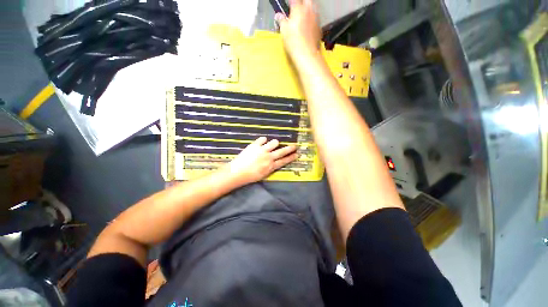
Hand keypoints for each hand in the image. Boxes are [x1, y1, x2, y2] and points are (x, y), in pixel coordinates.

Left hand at [226, 137, 297, 184]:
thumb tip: (274, 162)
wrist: (237, 172)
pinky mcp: (255, 145)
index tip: (297, 154)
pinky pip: (263, 139)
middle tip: (294, 145)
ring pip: (274, 142)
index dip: (291, 157)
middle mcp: (269, 157)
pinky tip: (263, 141)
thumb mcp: (263, 175)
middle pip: (282, 151)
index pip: (284, 161)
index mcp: (271, 166)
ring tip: (273, 144)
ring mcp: (262, 150)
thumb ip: (270, 168)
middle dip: (290, 148)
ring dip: (275, 143)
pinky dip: (264, 140)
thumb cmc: (249, 176)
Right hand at [275, 0, 321, 64]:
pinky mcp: (319, 29)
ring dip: (309, 11)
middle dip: (302, 2)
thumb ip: (281, 21)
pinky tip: (308, 28)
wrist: (306, 54)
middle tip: (298, 8)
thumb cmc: (293, 41)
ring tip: (304, 17)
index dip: (291, 2)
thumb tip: (278, 16)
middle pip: (307, 1)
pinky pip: (316, 21)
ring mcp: (316, 19)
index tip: (288, 5)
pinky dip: (312, 21)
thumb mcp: (284, 31)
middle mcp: (309, 11)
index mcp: (299, 9)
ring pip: (313, 9)